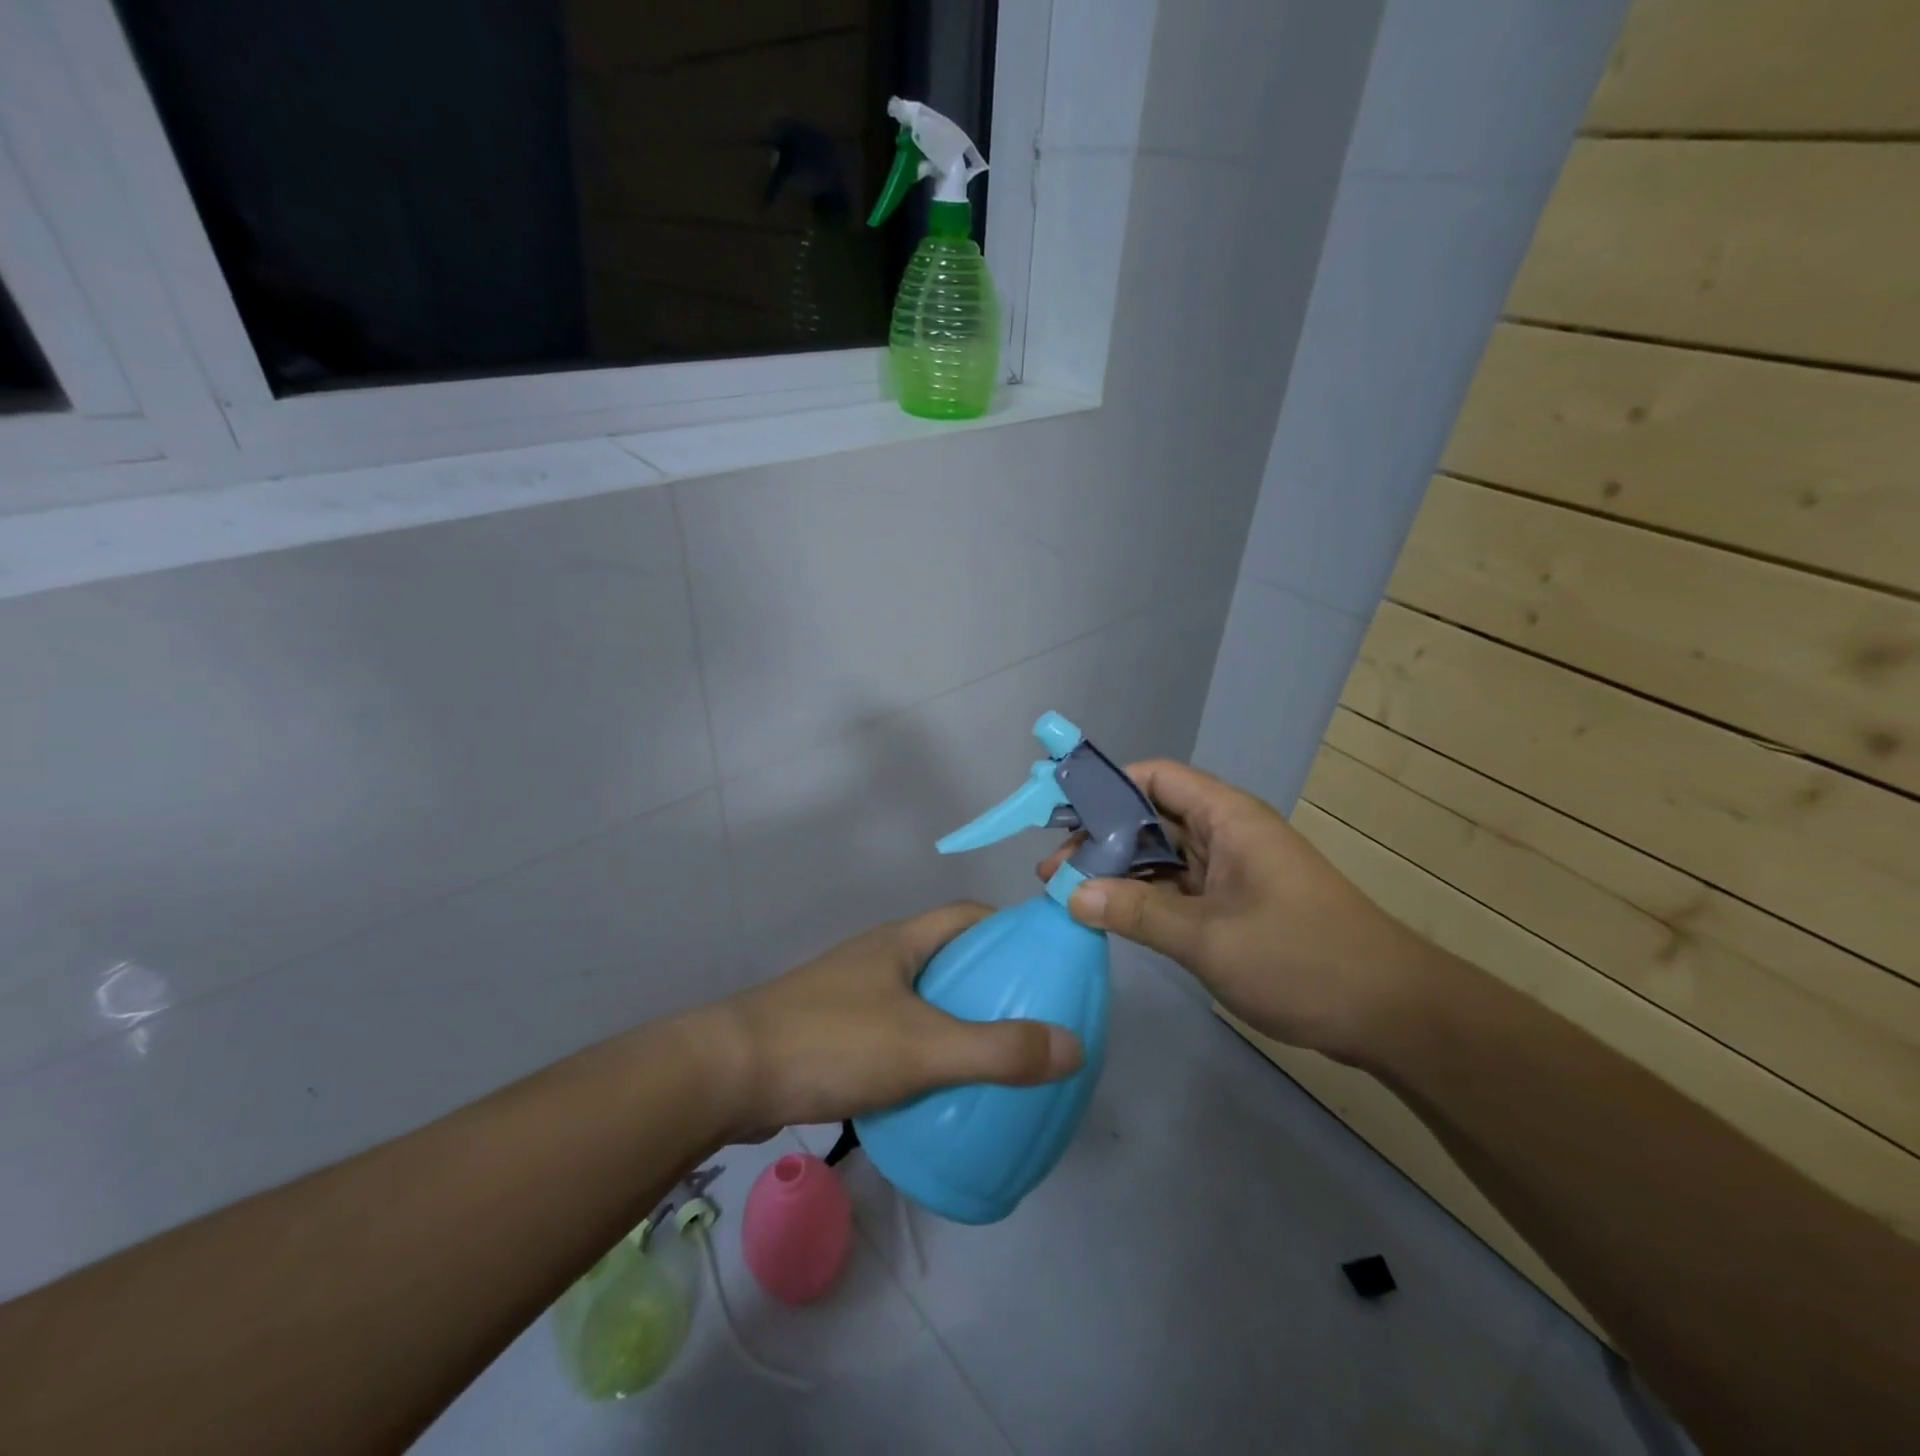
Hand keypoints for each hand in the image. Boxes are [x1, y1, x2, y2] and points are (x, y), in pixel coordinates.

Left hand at [696, 904, 1082, 1140]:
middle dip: (986, 980)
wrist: (727, 1075)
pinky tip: (933, 1087)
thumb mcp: (924, 1047)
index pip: (966, 915)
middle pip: (946, 956)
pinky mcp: (831, 1031)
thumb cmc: (831, 1043)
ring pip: (918, 996)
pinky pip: (893, 1030)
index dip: (1007, 929)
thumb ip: (997, 1050)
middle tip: (1027, 1016)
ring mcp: (850, 993)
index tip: (1042, 960)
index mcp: (901, 942)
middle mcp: (877, 957)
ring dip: (953, 1017)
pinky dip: (921, 1048)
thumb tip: (1073, 1045)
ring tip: (991, 1055)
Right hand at [1038, 760, 1424, 1060]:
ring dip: (1120, 873)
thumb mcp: (1209, 938)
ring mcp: (1233, 871)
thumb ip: (1137, 912)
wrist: (1392, 1015)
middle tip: (1053, 873)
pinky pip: (1179, 889)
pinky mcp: (1236, 905)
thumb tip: (1072, 895)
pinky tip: (1111, 916)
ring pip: (1163, 856)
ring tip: (1070, 895)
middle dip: (1101, 840)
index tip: (1060, 815)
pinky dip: (1144, 898)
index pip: (1156, 777)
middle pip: (1152, 817)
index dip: (1107, 786)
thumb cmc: (1302, 960)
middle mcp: (1227, 834)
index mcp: (1227, 818)